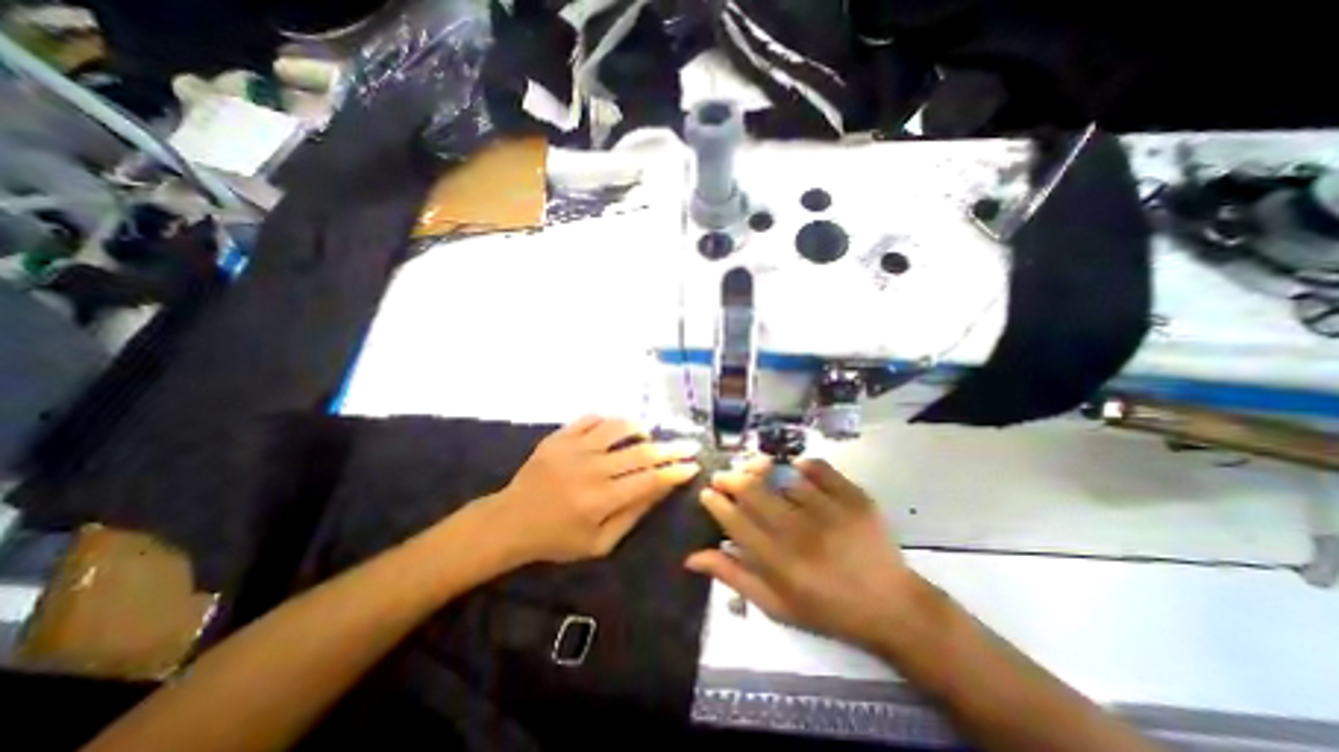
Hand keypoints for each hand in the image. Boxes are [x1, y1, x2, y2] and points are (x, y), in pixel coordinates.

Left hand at [491, 418, 701, 563]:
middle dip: (671, 448)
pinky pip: (591, 418)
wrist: (510, 521)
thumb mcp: (599, 543)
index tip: (693, 465)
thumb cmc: (557, 539)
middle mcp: (591, 469)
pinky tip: (614, 430)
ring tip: (647, 437)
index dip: (675, 471)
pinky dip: (609, 421)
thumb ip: (632, 515)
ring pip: (618, 427)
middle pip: (641, 451)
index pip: (650, 480)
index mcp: (601, 500)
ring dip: (640, 429)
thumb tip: (660, 489)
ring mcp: (573, 448)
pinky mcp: (559, 436)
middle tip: (689, 444)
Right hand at [691, 456, 922, 650]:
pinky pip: (817, 467)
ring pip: (782, 477)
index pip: (735, 521)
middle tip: (725, 476)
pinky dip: (803, 465)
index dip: (716, 502)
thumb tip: (692, 557)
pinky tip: (797, 471)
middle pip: (754, 491)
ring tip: (762, 477)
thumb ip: (733, 577)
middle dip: (731, 478)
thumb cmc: (827, 609)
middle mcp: (801, 534)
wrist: (891, 606)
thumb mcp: (776, 605)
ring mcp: (830, 511)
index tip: (707, 492)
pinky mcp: (854, 497)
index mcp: (780, 564)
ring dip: (766, 473)